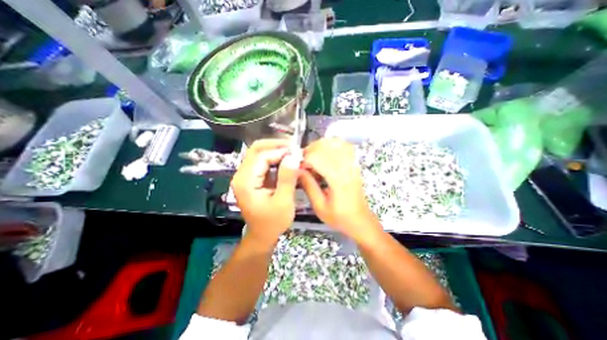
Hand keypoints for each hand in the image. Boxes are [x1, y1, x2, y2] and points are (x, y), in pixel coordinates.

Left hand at [231, 139, 299, 245]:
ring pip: (259, 153)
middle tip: (295, 147)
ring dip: (276, 150)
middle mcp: (241, 175)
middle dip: (276, 145)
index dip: (280, 151)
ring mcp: (245, 175)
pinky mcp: (252, 177)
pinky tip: (287, 160)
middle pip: (256, 150)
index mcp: (246, 182)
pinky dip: (275, 158)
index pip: (261, 156)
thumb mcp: (283, 202)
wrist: (262, 234)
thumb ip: (287, 178)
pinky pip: (262, 161)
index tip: (297, 151)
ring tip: (293, 152)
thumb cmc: (273, 222)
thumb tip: (293, 156)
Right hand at [298, 138, 377, 240]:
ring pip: (335, 143)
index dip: (305, 159)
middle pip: (326, 146)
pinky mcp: (355, 164)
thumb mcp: (319, 206)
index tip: (297, 166)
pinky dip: (332, 145)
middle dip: (311, 150)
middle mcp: (347, 168)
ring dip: (320, 146)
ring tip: (312, 155)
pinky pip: (344, 146)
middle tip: (302, 160)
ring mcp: (353, 164)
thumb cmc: (339, 217)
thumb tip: (297, 170)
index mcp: (338, 180)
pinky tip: (325, 152)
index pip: (318, 158)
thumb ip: (308, 186)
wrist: (360, 220)